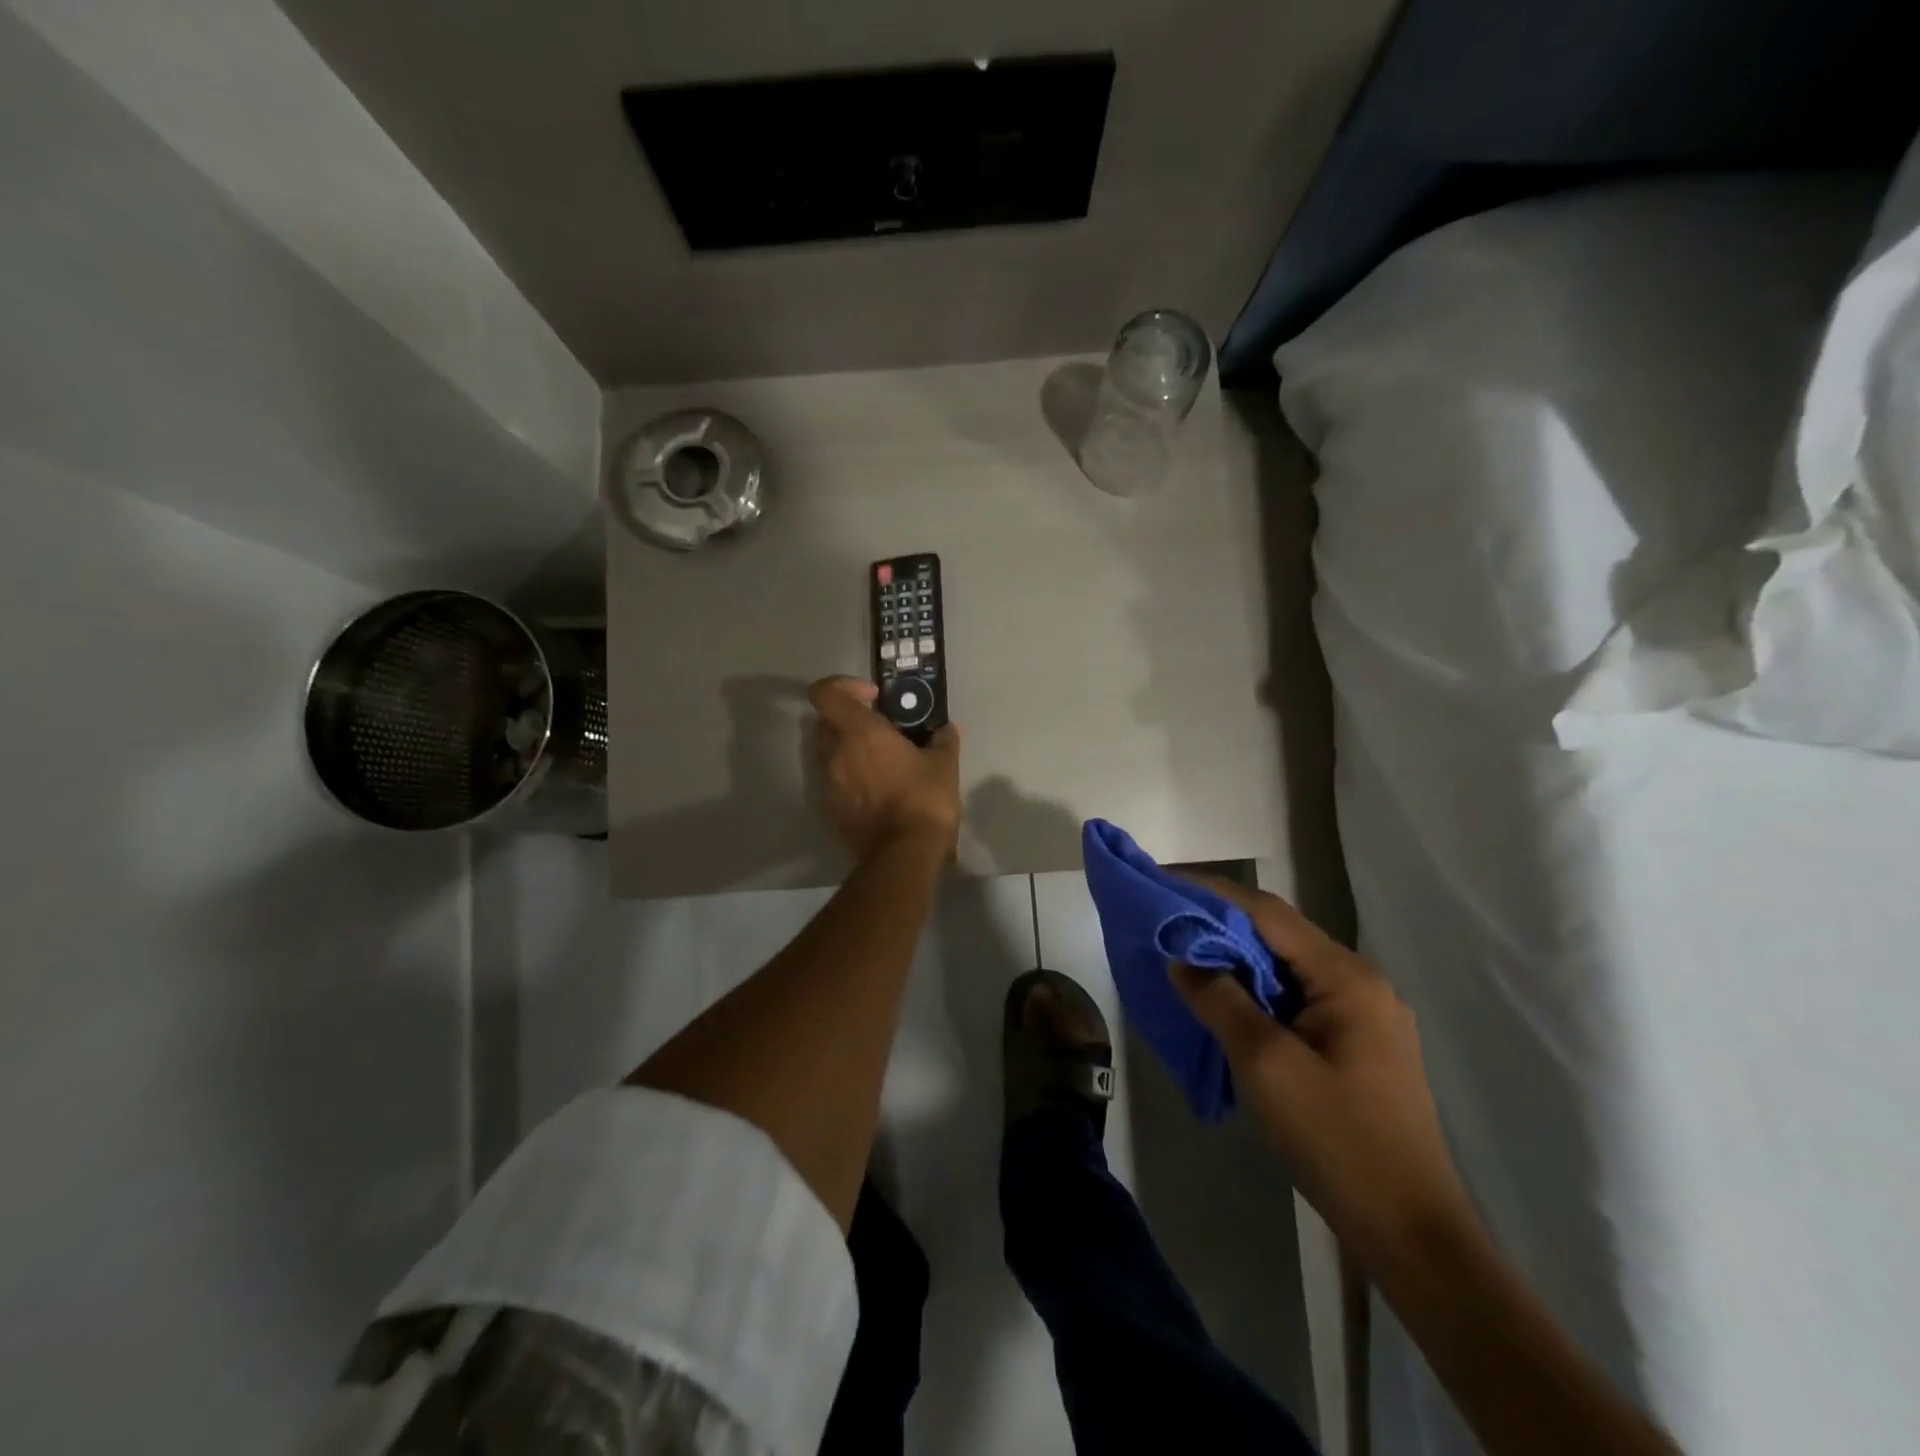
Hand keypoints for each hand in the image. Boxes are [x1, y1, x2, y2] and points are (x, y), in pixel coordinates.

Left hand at [809, 676, 961, 860]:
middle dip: (849, 720)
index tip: (872, 698)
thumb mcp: (945, 765)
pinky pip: (833, 781)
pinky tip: (877, 791)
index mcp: (860, 732)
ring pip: (828, 753)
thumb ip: (943, 740)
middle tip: (879, 731)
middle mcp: (835, 753)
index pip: (826, 693)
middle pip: (826, 722)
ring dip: (848, 750)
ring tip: (880, 763)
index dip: (843, 686)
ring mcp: (828, 783)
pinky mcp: (829, 809)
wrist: (904, 855)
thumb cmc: (924, 800)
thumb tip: (946, 729)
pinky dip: (849, 778)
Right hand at [1170, 875, 1475, 1267]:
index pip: (1268, 914)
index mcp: (1347, 977)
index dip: (1213, 893)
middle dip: (1221, 925)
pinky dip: (1257, 991)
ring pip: (1287, 968)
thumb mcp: (1265, 1064)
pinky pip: (1297, 998)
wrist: (1409, 1232)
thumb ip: (1219, 1000)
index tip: (1164, 883)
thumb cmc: (1336, 1139)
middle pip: (1280, 936)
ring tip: (1187, 959)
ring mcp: (1364, 1014)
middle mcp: (1361, 983)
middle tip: (1169, 923)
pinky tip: (1227, 1004)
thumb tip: (1181, 958)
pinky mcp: (1358, 1044)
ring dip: (1237, 960)